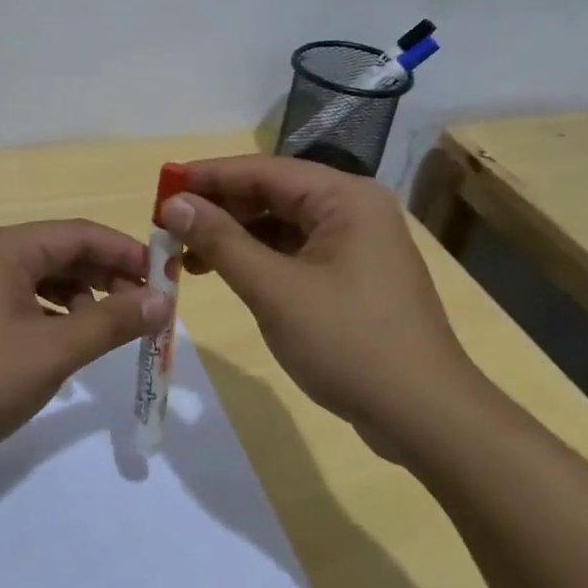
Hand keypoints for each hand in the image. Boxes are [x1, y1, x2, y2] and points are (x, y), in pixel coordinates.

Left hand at [0, 220, 170, 485]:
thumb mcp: (52, 352)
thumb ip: (110, 322)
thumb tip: (163, 300)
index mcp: (9, 248)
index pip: (82, 233)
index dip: (129, 253)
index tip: (168, 280)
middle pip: (66, 252)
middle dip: (109, 277)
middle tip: (147, 311)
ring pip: (48, 278)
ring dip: (86, 298)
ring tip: (114, 329)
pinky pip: (29, 301)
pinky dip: (58, 315)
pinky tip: (73, 342)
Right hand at [160, 154, 479, 456]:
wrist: (426, 418)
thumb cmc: (349, 343)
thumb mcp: (274, 290)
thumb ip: (221, 241)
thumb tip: (173, 204)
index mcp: (344, 198)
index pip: (262, 170)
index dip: (208, 176)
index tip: (162, 186)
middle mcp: (353, 209)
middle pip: (272, 193)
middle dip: (219, 208)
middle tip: (168, 225)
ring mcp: (356, 243)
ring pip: (281, 224)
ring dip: (234, 236)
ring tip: (186, 256)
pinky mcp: (353, 275)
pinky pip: (295, 251)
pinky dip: (259, 259)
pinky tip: (227, 273)